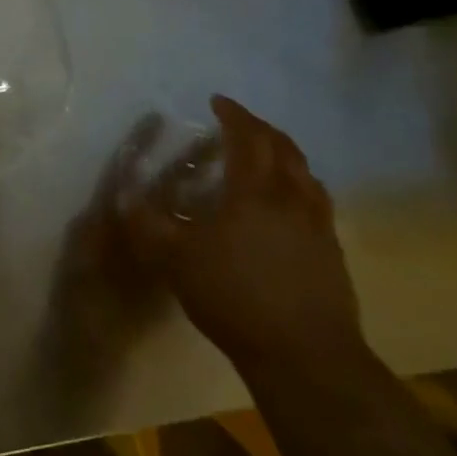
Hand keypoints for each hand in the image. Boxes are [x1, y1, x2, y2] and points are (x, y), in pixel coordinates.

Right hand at [117, 96, 363, 378]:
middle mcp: (291, 198)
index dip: (234, 116)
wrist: (303, 353)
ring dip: (285, 155)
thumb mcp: (175, 260)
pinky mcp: (332, 252)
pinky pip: (316, 201)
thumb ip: (147, 224)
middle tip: (240, 123)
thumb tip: (124, 195)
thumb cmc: (233, 297)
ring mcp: (318, 225)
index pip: (247, 138)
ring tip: (266, 157)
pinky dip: (300, 186)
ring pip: (307, 174)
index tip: (218, 102)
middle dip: (261, 128)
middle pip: (284, 148)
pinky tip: (288, 206)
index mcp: (254, 192)